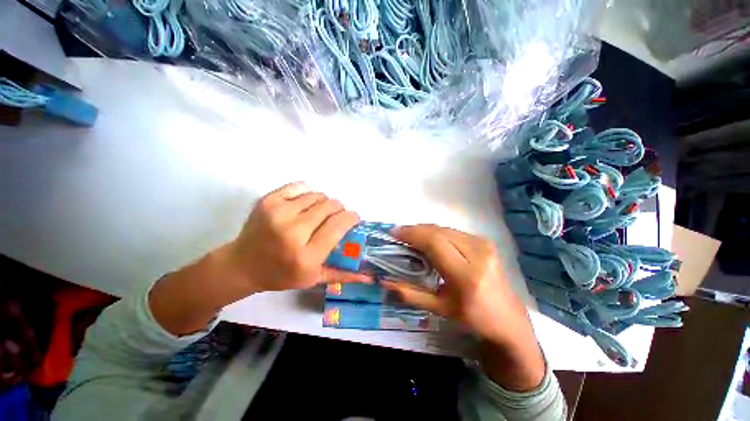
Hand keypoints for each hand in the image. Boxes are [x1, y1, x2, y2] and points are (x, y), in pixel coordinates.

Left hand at [149, 182, 367, 335]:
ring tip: (317, 213)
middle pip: (330, 206)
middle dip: (339, 209)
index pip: (339, 225)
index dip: (351, 217)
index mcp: (306, 255)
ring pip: (317, 195)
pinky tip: (304, 204)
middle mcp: (293, 232)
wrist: (242, 265)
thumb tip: (370, 276)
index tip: (353, 218)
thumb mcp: (314, 279)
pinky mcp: (267, 201)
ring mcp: (278, 213)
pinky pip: (300, 186)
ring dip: (323, 202)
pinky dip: (307, 193)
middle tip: (335, 216)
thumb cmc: (281, 274)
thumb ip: (343, 275)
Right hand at [382, 224, 544, 390]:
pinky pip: (453, 231)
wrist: (508, 318)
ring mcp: (483, 244)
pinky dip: (437, 232)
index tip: (394, 233)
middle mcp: (477, 253)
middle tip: (399, 234)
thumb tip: (385, 282)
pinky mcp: (484, 241)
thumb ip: (410, 294)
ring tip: (411, 236)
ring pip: (445, 228)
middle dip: (415, 229)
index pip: (434, 243)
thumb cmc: (472, 317)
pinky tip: (429, 239)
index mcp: (466, 275)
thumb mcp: (439, 309)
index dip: (412, 234)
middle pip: (439, 231)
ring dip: (425, 230)